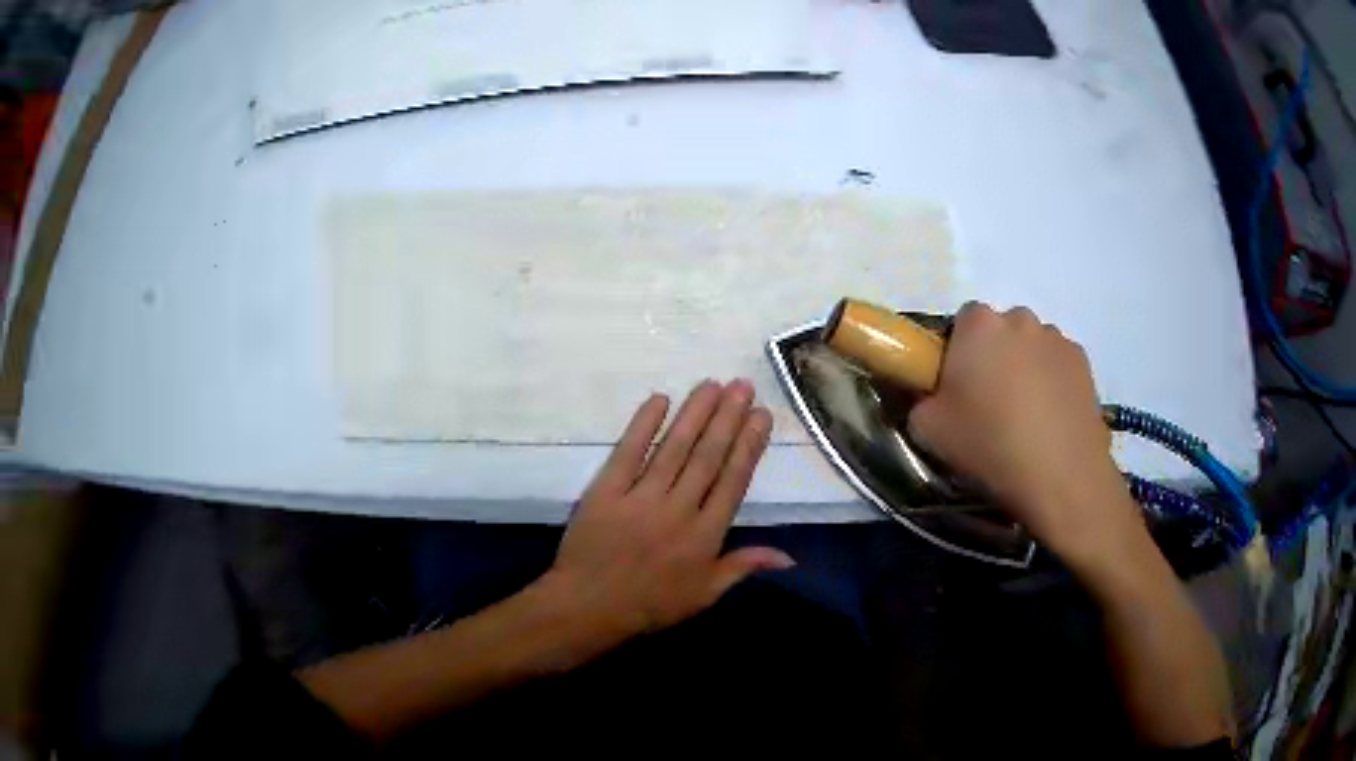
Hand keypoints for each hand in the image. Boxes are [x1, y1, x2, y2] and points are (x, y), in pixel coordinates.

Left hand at [537, 380, 793, 660]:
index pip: (733, 480)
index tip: (761, 415)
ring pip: (674, 448)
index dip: (749, 445)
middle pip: (707, 456)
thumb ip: (744, 567)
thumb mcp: (705, 595)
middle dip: (727, 417)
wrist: (589, 607)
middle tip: (742, 384)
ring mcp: (641, 498)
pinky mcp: (606, 491)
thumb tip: (789, 557)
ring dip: (694, 414)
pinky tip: (659, 399)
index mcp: (705, 535)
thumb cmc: (651, 605)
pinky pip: (628, 452)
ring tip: (712, 384)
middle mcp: (679, 510)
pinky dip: (643, 425)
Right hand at [907, 302, 1139, 559]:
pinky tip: (1051, 421)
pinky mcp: (1084, 362)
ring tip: (1027, 417)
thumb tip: (932, 398)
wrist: (1061, 476)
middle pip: (1001, 331)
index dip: (959, 352)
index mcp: (978, 324)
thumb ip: (920, 401)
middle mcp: (1020, 318)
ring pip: (1032, 347)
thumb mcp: (927, 431)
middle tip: (991, 404)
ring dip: (1026, 369)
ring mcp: (1057, 337)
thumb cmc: (990, 445)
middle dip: (995, 357)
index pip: (962, 321)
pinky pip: (1058, 364)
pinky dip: (1053, 383)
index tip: (959, 387)